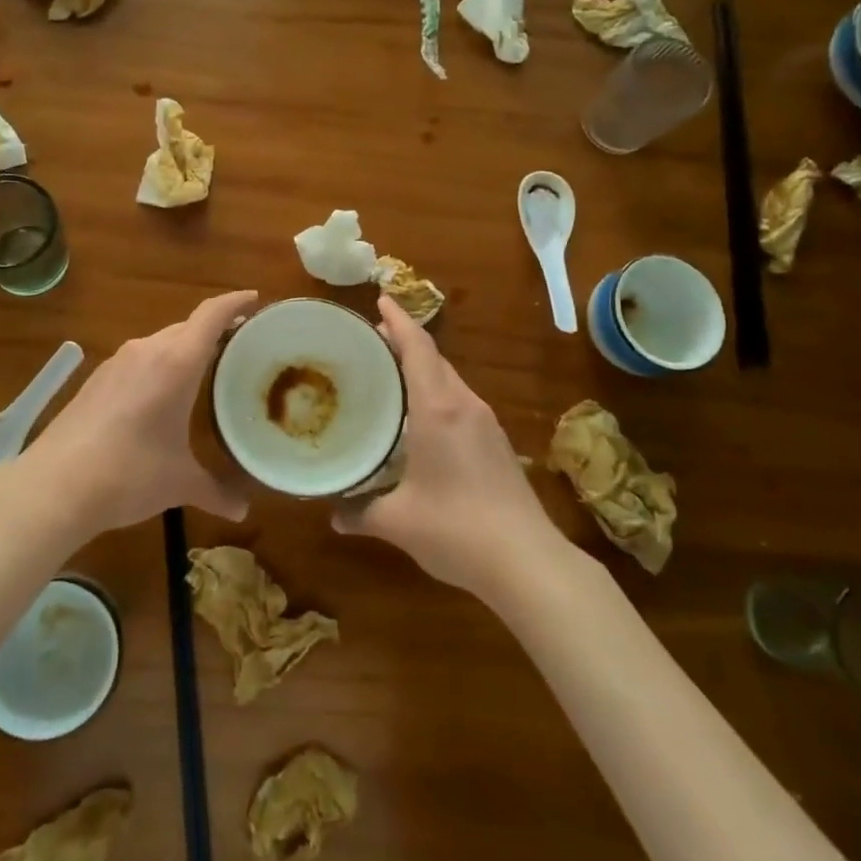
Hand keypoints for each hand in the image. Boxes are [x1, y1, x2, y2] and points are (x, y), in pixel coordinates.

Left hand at [20, 290, 256, 537]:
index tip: (255, 300)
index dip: (235, 302)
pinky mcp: (96, 378)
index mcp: (177, 362)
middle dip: (214, 329)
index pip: (211, 315)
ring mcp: (117, 362)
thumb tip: (242, 511)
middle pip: (187, 326)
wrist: (54, 486)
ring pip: (160, 342)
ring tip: (202, 369)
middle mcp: (147, 350)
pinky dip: (158, 365)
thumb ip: (216, 491)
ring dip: (183, 348)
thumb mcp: (179, 483)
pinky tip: (159, 394)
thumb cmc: (129, 474)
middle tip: (238, 344)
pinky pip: (138, 359)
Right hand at [333, 297, 560, 598]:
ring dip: (422, 370)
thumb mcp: (398, 521)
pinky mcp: (497, 443)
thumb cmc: (456, 529)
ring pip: (450, 380)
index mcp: (438, 408)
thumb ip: (360, 512)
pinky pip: (460, 402)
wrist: (528, 561)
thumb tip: (332, 514)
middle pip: (434, 359)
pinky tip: (421, 420)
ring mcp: (486, 423)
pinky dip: (437, 394)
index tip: (381, 299)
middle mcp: (464, 405)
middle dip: (404, 343)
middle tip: (372, 343)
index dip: (398, 321)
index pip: (418, 347)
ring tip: (391, 377)